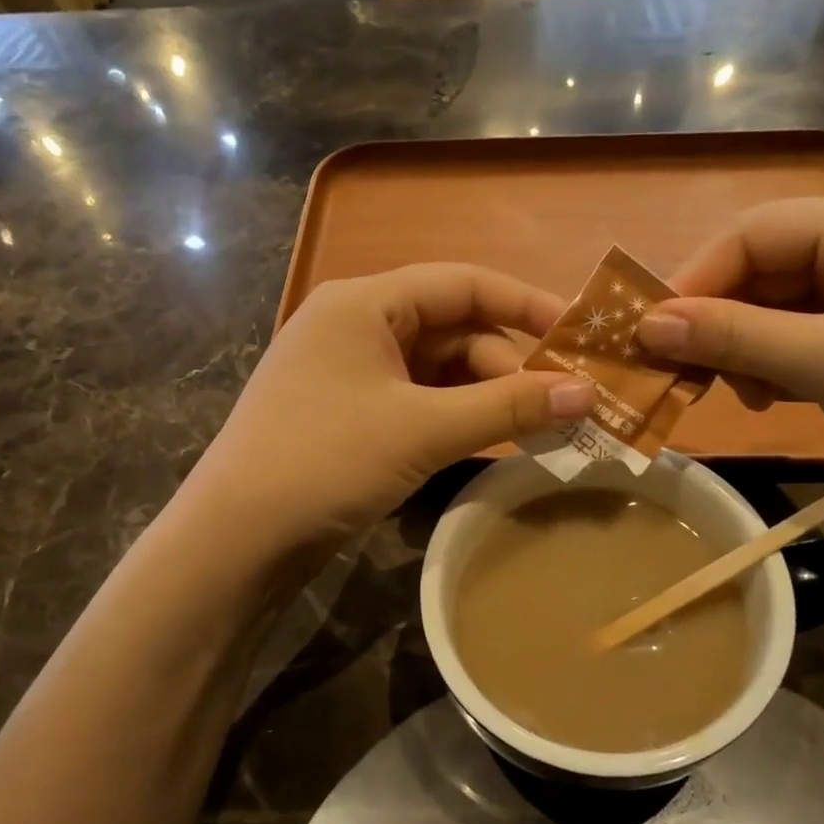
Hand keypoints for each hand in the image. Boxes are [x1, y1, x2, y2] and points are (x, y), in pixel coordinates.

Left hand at [185, 264, 592, 550]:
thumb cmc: (327, 461)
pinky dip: (457, 418)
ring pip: (439, 371)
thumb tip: (587, 394)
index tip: (580, 335)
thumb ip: (508, 407)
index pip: (462, 283)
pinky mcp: (350, 416)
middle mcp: (356, 326)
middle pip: (454, 331)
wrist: (237, 540)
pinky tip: (492, 442)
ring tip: (540, 431)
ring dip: (487, 398)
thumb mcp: (423, 429)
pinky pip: (419, 402)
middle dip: (509, 368)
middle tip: (563, 409)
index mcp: (365, 303)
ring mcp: (350, 373)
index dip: (526, 304)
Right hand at [636, 189, 823, 506]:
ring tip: (735, 393)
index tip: (649, 332)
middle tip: (681, 371)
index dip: (695, 279)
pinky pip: (811, 334)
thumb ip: (734, 336)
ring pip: (784, 306)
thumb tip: (646, 323)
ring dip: (747, 347)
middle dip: (721, 320)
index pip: (756, 232)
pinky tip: (771, 397)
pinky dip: (780, 363)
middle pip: (768, 268)